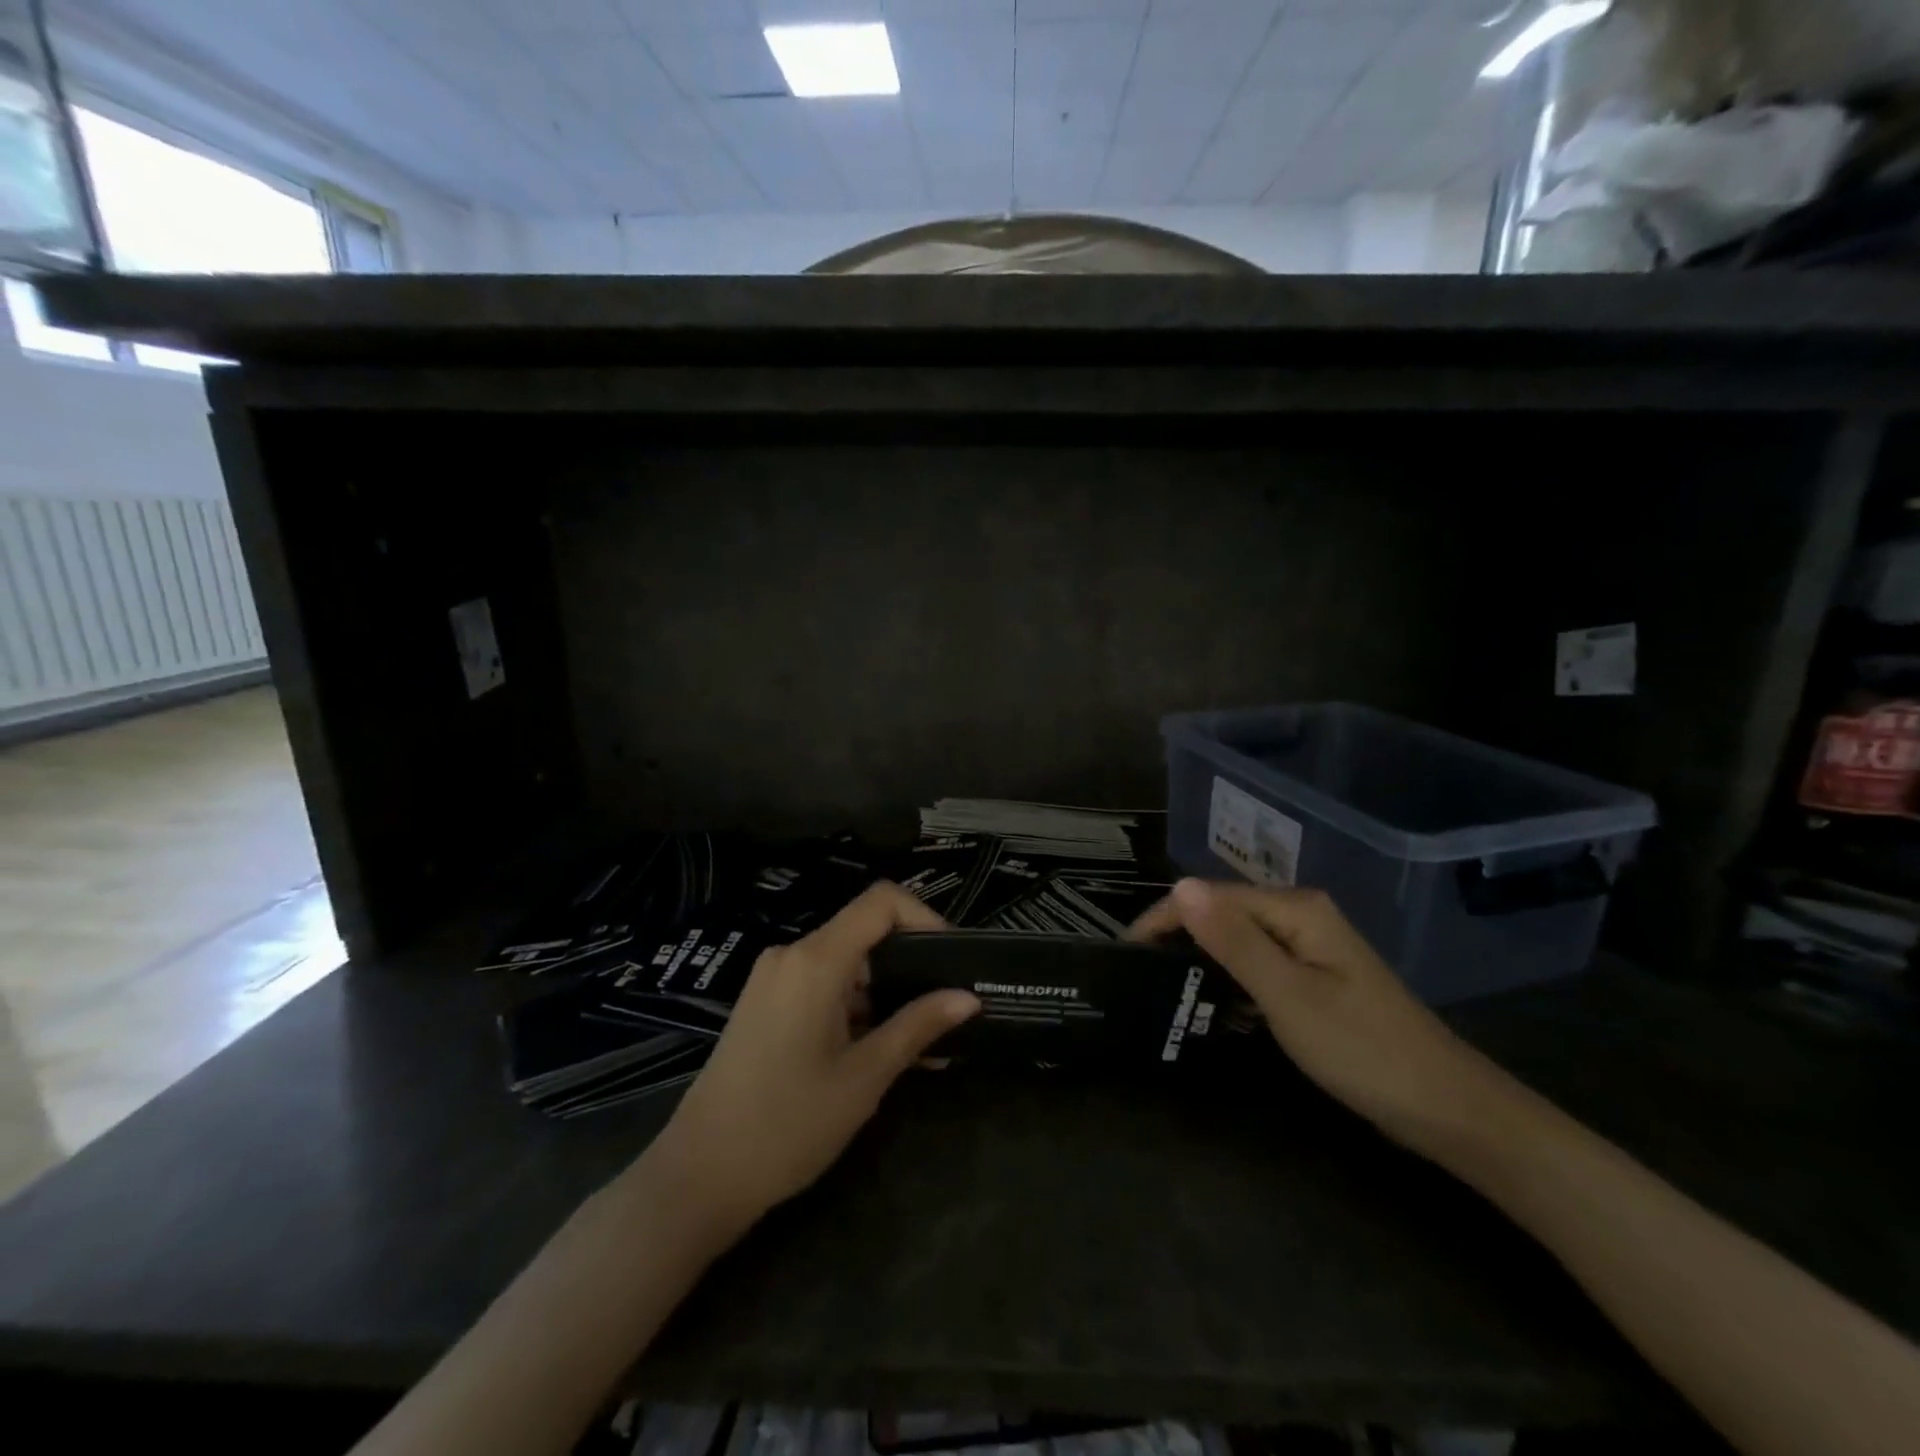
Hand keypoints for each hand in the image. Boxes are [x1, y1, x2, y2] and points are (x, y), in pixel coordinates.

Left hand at [641, 882, 980, 1235]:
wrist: (698, 1177)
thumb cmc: (787, 1125)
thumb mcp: (864, 1077)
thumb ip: (918, 1026)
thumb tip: (968, 997)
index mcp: (815, 960)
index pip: (881, 902)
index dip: (925, 917)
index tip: (953, 959)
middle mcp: (791, 955)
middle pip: (865, 931)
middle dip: (911, 963)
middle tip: (948, 1005)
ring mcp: (774, 979)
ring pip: (847, 963)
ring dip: (887, 992)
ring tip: (925, 1040)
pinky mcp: (766, 1004)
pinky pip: (823, 986)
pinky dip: (858, 1007)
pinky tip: (884, 1048)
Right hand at [1129, 880, 1519, 1159]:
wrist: (1447, 1109)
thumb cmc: (1362, 1050)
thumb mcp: (1287, 996)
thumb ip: (1232, 940)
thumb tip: (1179, 885)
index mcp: (1296, 909)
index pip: (1212, 896)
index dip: (1166, 917)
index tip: (1127, 952)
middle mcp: (1302, 916)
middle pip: (1224, 912)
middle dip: (1180, 936)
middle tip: (1140, 974)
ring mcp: (1312, 946)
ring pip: (1239, 939)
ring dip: (1202, 957)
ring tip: (1163, 987)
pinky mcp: (1316, 976)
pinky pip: (1258, 964)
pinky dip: (1230, 978)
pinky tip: (1212, 1003)